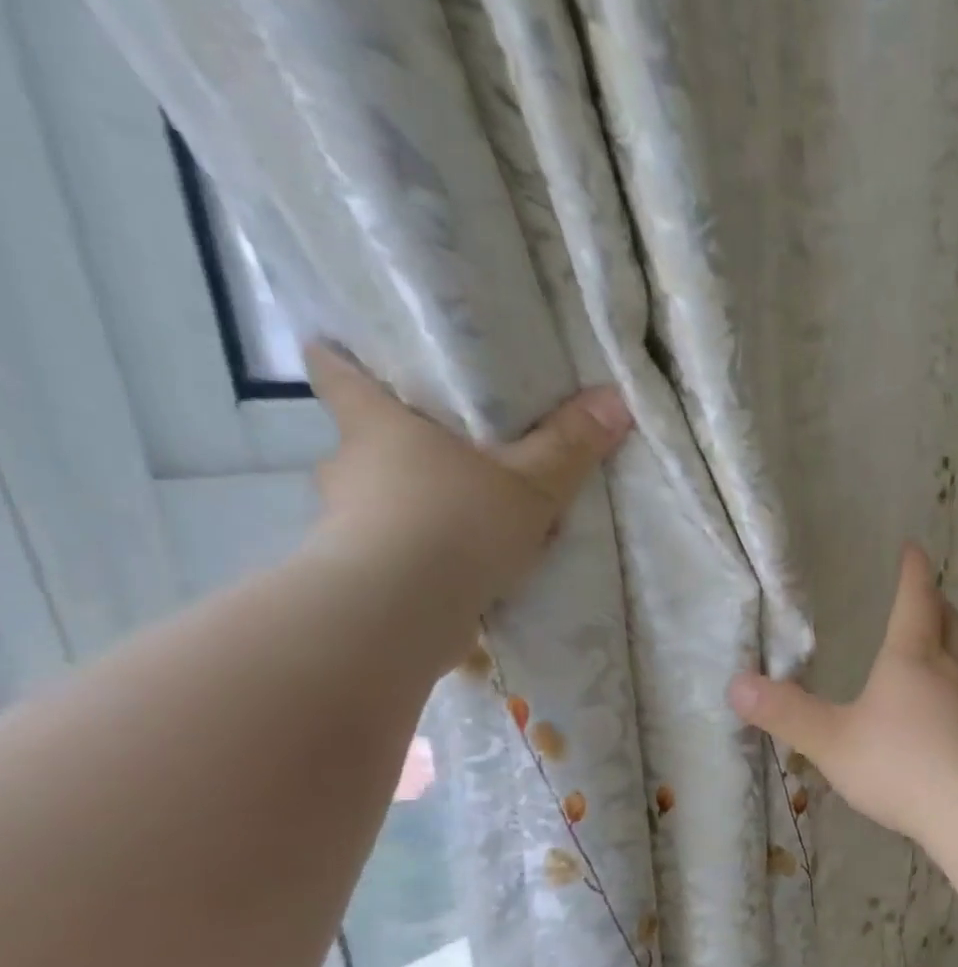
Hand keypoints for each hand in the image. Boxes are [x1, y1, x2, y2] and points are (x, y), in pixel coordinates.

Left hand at [303, 343, 630, 642]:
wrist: (400, 611)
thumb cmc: (456, 522)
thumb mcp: (532, 483)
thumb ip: (570, 445)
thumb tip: (615, 397)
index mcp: (377, 424)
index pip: (335, 370)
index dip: (345, 357)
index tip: (361, 355)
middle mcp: (349, 464)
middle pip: (369, 439)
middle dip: (408, 447)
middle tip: (458, 455)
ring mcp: (346, 520)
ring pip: (384, 499)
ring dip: (420, 507)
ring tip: (473, 521)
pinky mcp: (359, 569)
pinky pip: (397, 549)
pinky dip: (425, 555)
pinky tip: (466, 570)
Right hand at [728, 544, 957, 844]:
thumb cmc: (901, 764)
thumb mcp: (832, 741)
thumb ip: (787, 714)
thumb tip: (735, 684)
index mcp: (912, 658)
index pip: (916, 600)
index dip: (913, 572)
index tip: (914, 548)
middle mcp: (948, 672)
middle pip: (950, 623)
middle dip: (937, 603)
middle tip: (928, 592)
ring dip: (949, 642)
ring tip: (934, 644)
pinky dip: (953, 684)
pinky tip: (940, 708)